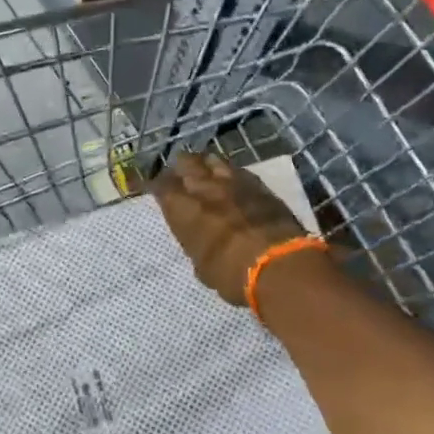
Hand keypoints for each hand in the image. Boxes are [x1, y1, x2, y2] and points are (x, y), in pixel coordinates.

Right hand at [152, 151, 310, 307]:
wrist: (279, 265)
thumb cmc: (231, 273)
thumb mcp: (202, 266)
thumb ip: (195, 243)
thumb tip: (198, 239)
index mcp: (182, 208)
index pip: (160, 185)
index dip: (155, 185)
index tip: (155, 189)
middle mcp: (203, 187)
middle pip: (186, 162)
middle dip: (180, 168)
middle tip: (180, 178)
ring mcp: (233, 182)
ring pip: (212, 160)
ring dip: (205, 165)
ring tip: (205, 174)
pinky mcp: (259, 185)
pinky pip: (237, 170)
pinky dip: (229, 173)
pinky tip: (231, 182)